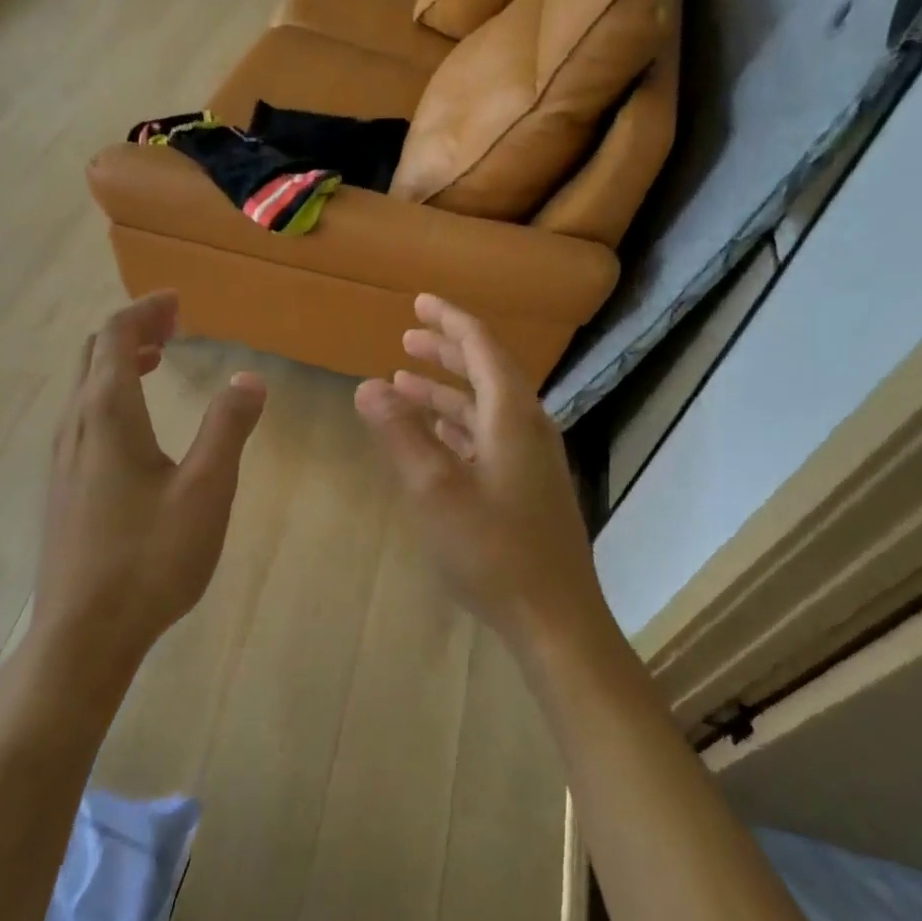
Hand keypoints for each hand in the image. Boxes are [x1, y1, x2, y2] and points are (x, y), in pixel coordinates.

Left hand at [33, 292, 266, 673]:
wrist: (83, 634)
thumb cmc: (150, 558)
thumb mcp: (206, 491)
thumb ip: (228, 428)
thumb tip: (249, 377)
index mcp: (108, 415)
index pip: (117, 336)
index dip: (146, 310)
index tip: (178, 302)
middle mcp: (76, 424)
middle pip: (95, 353)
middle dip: (133, 329)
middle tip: (175, 325)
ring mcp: (62, 456)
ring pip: (84, 384)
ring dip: (119, 360)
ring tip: (159, 360)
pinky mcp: (62, 483)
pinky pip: (82, 414)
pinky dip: (110, 392)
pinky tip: (138, 423)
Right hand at [354, 295, 605, 653]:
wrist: (554, 618)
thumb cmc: (493, 550)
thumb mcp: (435, 489)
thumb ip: (400, 433)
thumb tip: (367, 385)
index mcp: (511, 416)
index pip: (481, 347)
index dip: (450, 320)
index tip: (420, 302)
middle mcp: (526, 427)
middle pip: (485, 372)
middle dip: (446, 350)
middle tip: (407, 337)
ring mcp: (529, 459)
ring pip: (483, 407)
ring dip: (446, 391)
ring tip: (404, 381)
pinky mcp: (525, 486)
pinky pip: (487, 437)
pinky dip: (456, 425)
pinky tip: (433, 434)